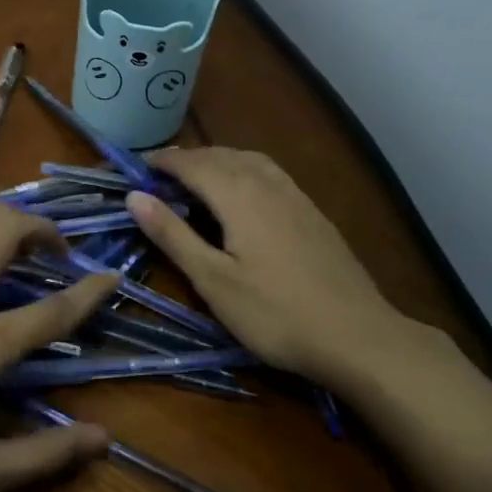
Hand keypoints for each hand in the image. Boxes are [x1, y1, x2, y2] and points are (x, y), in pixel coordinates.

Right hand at [125, 148, 452, 399]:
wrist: (358, 336)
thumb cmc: (275, 313)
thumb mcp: (213, 280)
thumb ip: (173, 234)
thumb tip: (134, 195)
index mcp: (239, 196)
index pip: (193, 164)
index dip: (164, 162)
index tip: (138, 166)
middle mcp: (267, 184)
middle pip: (221, 156)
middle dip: (189, 159)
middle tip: (161, 173)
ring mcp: (296, 196)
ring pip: (250, 160)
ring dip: (218, 159)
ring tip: (198, 175)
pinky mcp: (313, 213)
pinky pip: (270, 173)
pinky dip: (244, 169)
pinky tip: (244, 193)